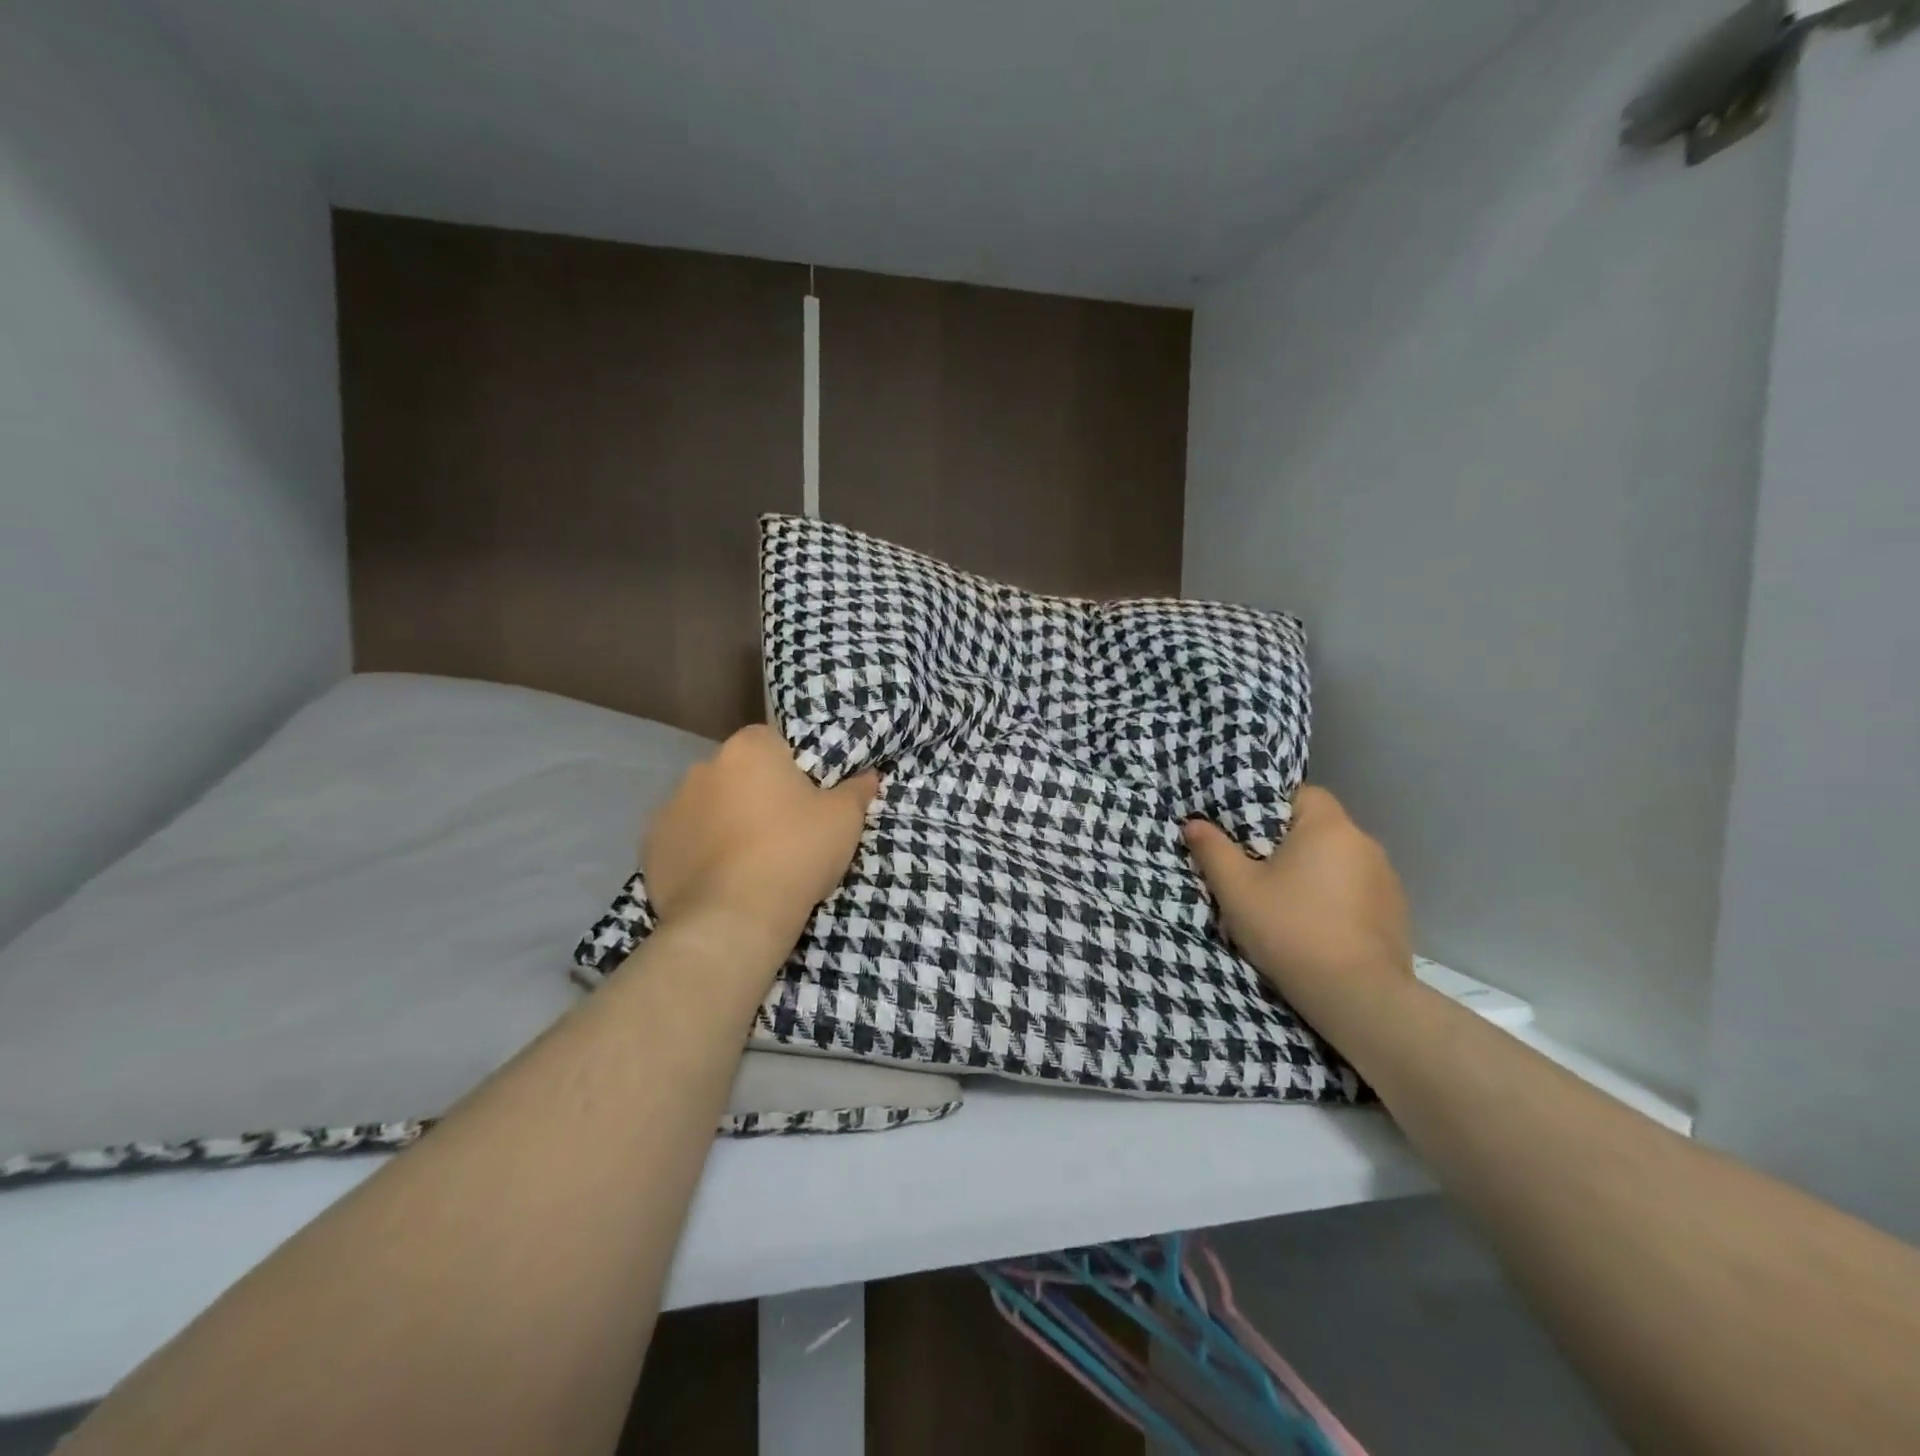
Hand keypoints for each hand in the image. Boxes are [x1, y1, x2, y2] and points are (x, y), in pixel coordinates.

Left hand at [642, 725, 878, 976]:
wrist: (734, 917)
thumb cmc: (796, 853)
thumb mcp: (844, 820)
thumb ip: (857, 791)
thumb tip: (870, 776)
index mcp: (749, 749)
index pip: (771, 742)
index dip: (790, 768)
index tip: (805, 799)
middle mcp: (703, 767)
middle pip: (736, 773)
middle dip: (754, 793)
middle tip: (781, 832)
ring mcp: (670, 806)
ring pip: (707, 806)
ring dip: (724, 821)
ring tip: (748, 861)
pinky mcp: (651, 847)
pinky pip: (684, 840)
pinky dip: (698, 852)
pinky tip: (719, 879)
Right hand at [1183, 787, 1412, 1032]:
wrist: (1357, 997)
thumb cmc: (1290, 930)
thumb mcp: (1236, 890)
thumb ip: (1212, 850)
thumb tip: (1194, 823)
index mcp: (1328, 827)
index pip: (1301, 794)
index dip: (1271, 807)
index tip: (1247, 835)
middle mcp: (1364, 843)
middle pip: (1319, 828)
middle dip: (1289, 845)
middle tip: (1257, 872)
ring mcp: (1387, 880)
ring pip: (1339, 862)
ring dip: (1315, 874)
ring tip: (1287, 904)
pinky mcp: (1397, 913)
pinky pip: (1358, 891)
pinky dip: (1337, 900)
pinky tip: (1318, 928)